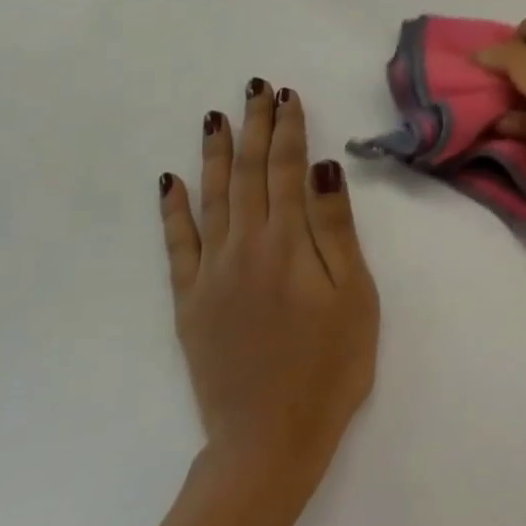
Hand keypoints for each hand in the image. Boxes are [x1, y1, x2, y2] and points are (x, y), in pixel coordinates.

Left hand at [158, 80, 379, 518]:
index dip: (288, 130)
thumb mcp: (354, 294)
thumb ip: (335, 228)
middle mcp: (243, 248)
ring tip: (215, 117)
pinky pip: (176, 245)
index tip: (287, 95)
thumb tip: (322, 168)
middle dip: (253, 128)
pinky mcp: (189, 302)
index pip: (286, 171)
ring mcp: (210, 274)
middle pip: (247, 175)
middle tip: (254, 88)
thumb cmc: (332, 364)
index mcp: (288, 244)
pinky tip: (171, 183)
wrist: (271, 437)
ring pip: (210, 200)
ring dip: (214, 155)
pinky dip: (172, 210)